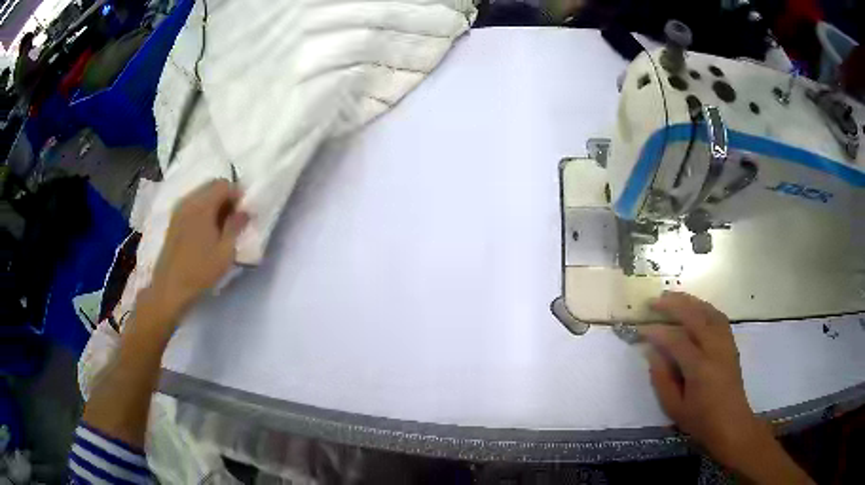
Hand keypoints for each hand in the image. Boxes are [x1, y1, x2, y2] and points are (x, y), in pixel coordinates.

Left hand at [148, 179, 248, 322]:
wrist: (170, 288)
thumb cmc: (200, 271)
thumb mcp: (225, 252)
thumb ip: (235, 226)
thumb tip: (245, 210)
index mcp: (202, 205)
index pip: (224, 185)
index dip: (237, 195)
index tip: (244, 213)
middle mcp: (189, 201)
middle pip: (211, 186)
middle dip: (225, 197)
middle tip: (234, 219)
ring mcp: (178, 211)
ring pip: (201, 195)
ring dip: (214, 205)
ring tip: (220, 227)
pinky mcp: (173, 222)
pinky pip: (192, 206)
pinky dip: (202, 211)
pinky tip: (206, 232)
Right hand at [639, 293, 770, 469]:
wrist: (731, 423)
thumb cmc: (700, 420)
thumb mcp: (674, 407)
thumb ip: (661, 379)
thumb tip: (651, 352)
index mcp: (700, 368)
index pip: (676, 340)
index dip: (657, 332)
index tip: (640, 329)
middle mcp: (715, 349)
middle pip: (695, 316)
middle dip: (674, 305)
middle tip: (655, 301)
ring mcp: (726, 343)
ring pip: (709, 312)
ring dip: (690, 301)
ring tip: (673, 298)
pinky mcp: (731, 343)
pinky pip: (718, 317)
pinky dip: (704, 308)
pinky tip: (695, 309)